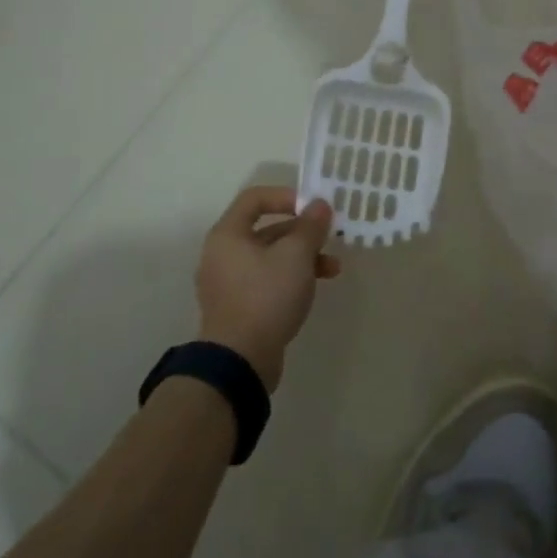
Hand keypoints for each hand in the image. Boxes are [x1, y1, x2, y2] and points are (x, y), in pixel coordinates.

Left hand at [196, 186, 337, 392]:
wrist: (240, 362)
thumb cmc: (266, 297)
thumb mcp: (296, 255)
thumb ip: (311, 226)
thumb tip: (320, 205)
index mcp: (228, 234)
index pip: (255, 198)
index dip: (286, 196)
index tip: (313, 207)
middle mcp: (223, 254)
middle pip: (266, 229)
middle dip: (302, 232)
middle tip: (330, 237)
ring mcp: (229, 283)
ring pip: (270, 257)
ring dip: (303, 257)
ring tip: (333, 268)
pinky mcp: (239, 307)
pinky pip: (267, 280)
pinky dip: (291, 277)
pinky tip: (314, 288)